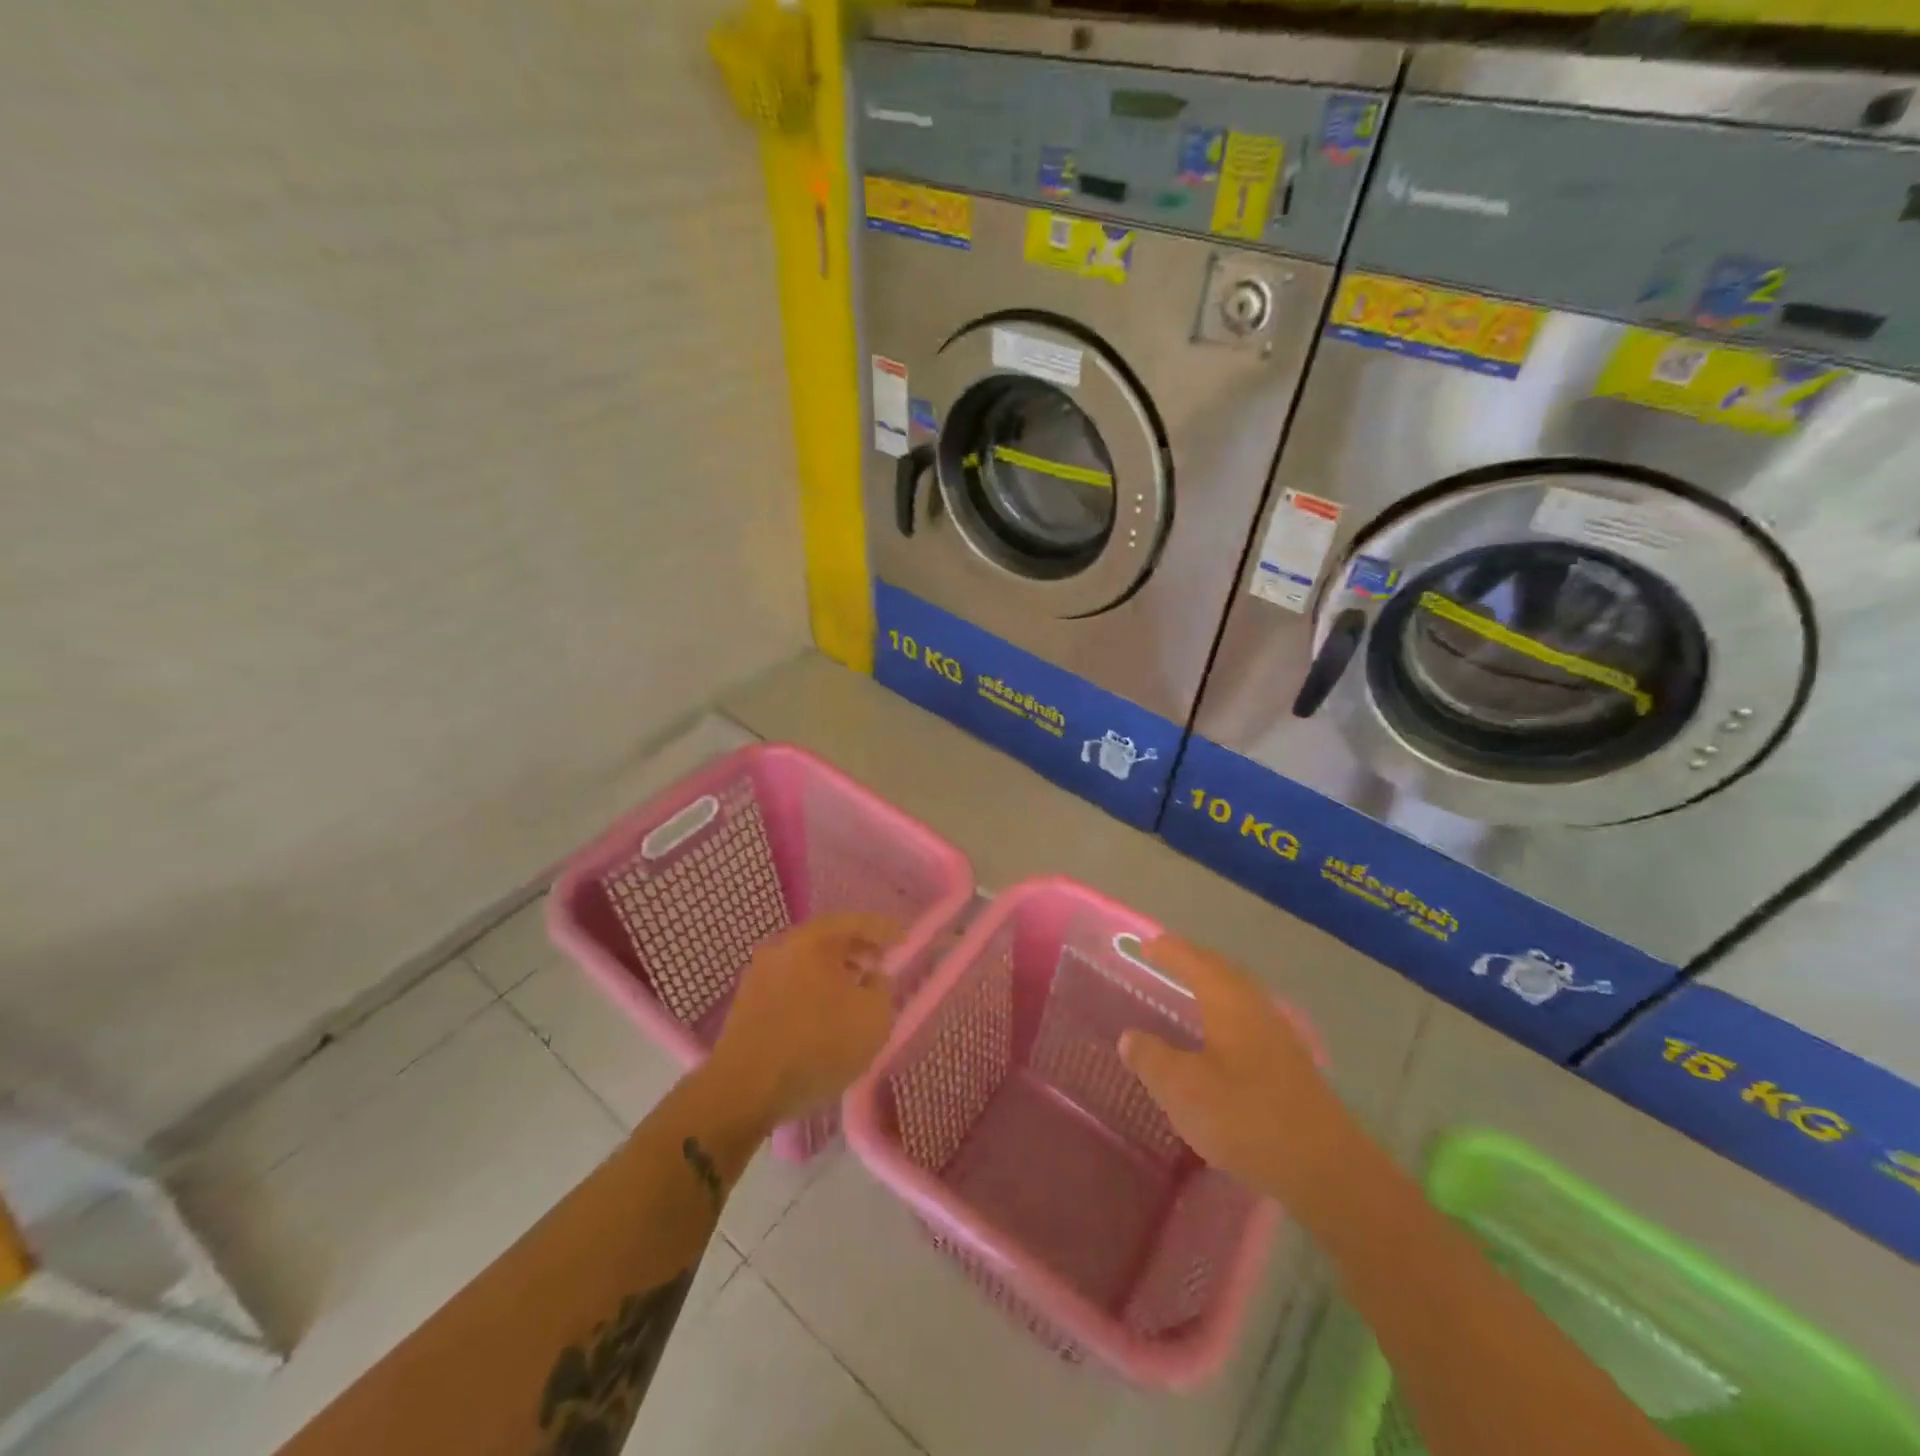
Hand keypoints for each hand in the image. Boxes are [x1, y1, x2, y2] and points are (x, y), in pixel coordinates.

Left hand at [709, 913, 898, 1127]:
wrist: (744, 1089)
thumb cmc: (818, 1046)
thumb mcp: (873, 1019)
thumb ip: (881, 989)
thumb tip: (872, 976)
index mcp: (812, 940)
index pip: (855, 922)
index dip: (884, 930)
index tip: (904, 940)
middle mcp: (781, 947)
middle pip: (826, 940)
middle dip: (856, 950)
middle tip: (879, 963)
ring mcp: (758, 975)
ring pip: (806, 964)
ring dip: (833, 973)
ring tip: (855, 993)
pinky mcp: (746, 1004)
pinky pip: (790, 986)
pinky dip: (813, 992)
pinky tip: (824, 1016)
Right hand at [1119, 936, 1349, 1203]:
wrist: (1325, 1169)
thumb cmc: (1246, 1118)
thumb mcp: (1183, 1089)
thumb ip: (1152, 1059)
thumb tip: (1130, 1037)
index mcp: (1229, 1002)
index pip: (1195, 962)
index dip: (1169, 952)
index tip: (1146, 943)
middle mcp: (1257, 1009)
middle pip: (1222, 972)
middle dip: (1193, 962)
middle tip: (1166, 958)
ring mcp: (1279, 1038)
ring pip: (1240, 996)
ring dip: (1213, 987)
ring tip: (1190, 991)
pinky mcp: (1291, 1067)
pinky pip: (1249, 1020)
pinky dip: (1227, 1014)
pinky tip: (1221, 1038)